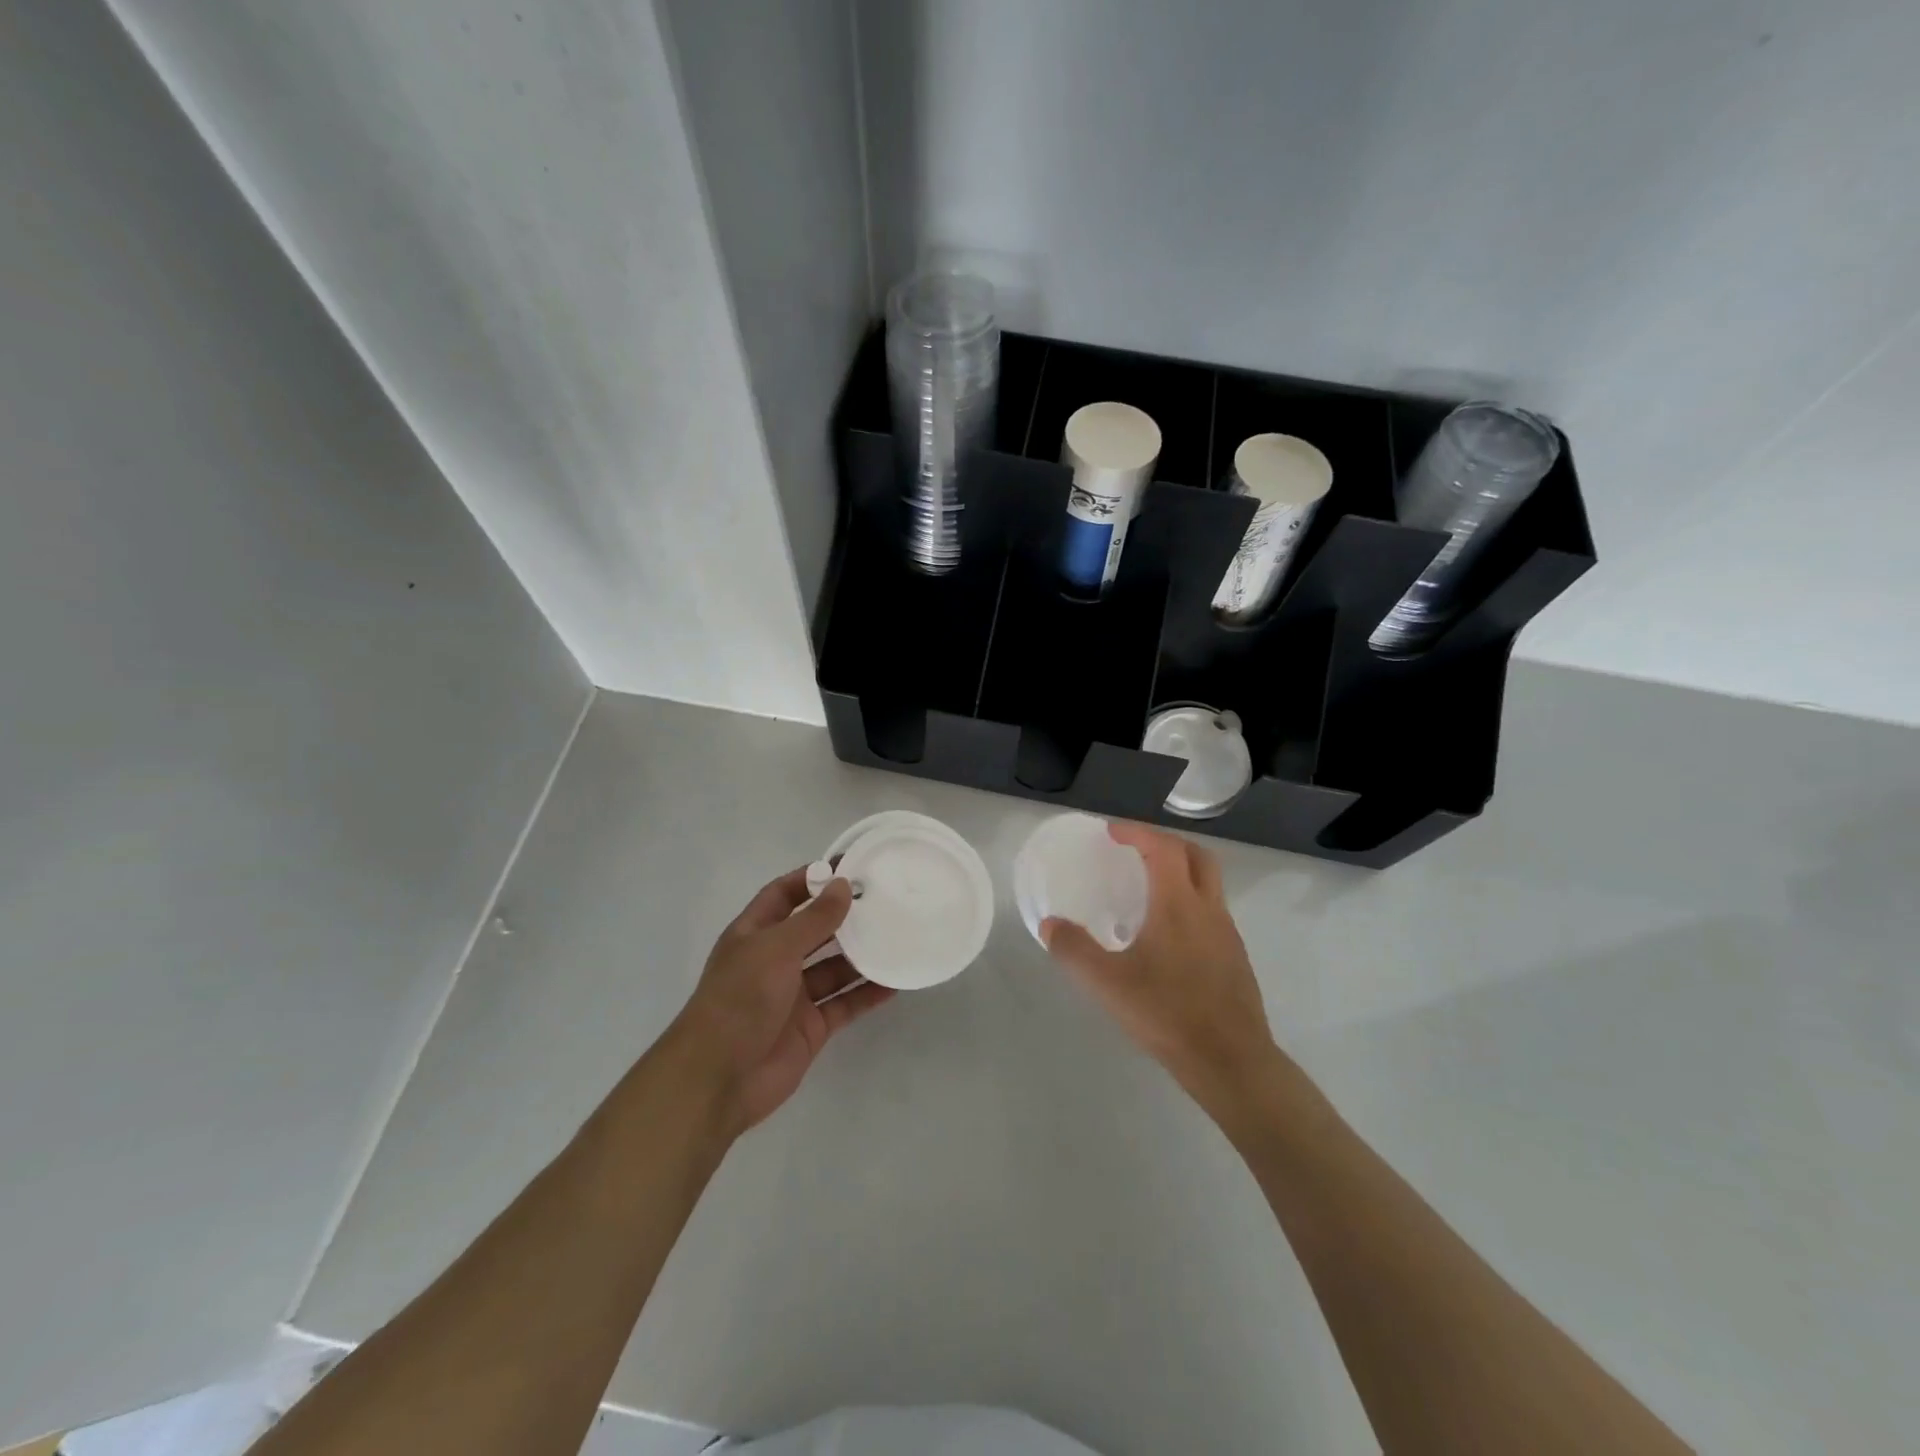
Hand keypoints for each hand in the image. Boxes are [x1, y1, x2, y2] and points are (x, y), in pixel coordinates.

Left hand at [667, 869, 894, 1135]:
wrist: (719, 1079)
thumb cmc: (740, 999)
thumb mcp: (776, 949)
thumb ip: (814, 919)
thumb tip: (844, 884)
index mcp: (754, 934)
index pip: (783, 895)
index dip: (811, 879)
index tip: (849, 867)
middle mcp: (774, 961)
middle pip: (814, 930)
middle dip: (844, 916)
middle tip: (885, 900)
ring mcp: (793, 995)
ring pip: (834, 968)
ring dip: (862, 955)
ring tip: (899, 935)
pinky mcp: (811, 1027)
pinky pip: (844, 1003)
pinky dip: (867, 993)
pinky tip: (895, 981)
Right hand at [1042, 823, 1278, 1110]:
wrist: (1231, 1061)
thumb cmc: (1167, 1013)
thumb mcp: (1108, 984)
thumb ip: (1074, 951)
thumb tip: (1050, 925)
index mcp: (1178, 904)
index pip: (1162, 848)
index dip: (1137, 832)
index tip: (1112, 832)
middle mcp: (1208, 909)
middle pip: (1196, 855)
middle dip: (1166, 843)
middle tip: (1136, 850)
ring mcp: (1228, 933)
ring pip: (1210, 883)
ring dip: (1182, 871)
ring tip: (1150, 889)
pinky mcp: (1236, 957)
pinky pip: (1213, 911)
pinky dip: (1191, 901)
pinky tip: (1169, 934)